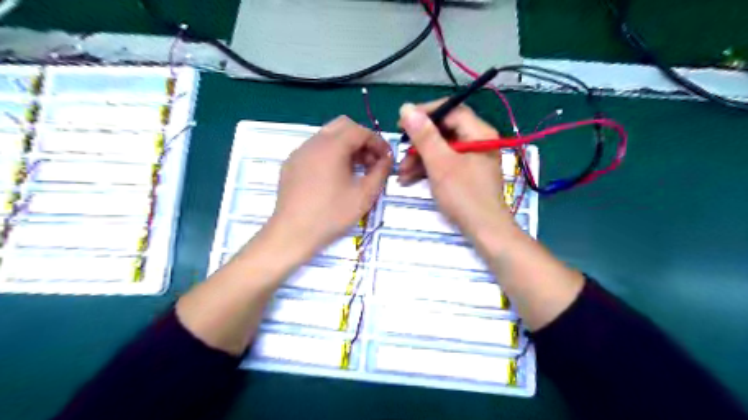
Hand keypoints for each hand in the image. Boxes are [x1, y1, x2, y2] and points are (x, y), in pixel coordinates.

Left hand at [265, 116, 391, 259]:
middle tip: (371, 161)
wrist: (293, 233)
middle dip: (361, 139)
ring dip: (346, 146)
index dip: (378, 142)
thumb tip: (387, 159)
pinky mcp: (291, 164)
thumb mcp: (365, 194)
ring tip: (355, 170)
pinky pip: (315, 150)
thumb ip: (380, 172)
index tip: (387, 159)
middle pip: (343, 126)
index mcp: (332, 146)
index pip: (360, 131)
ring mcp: (299, 152)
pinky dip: (330, 154)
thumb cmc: (332, 214)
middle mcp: (313, 142)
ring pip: (327, 136)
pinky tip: (334, 177)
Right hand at [397, 100, 514, 239]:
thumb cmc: (464, 196)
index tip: (402, 123)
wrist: (485, 231)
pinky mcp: (468, 173)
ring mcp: (473, 158)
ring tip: (402, 174)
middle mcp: (478, 141)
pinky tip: (411, 180)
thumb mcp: (440, 164)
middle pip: (444, 131)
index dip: (425, 113)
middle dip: (419, 143)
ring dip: (420, 159)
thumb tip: (407, 108)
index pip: (451, 110)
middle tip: (401, 155)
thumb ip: (424, 136)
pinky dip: (429, 169)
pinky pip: (445, 163)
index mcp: (479, 133)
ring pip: (442, 149)